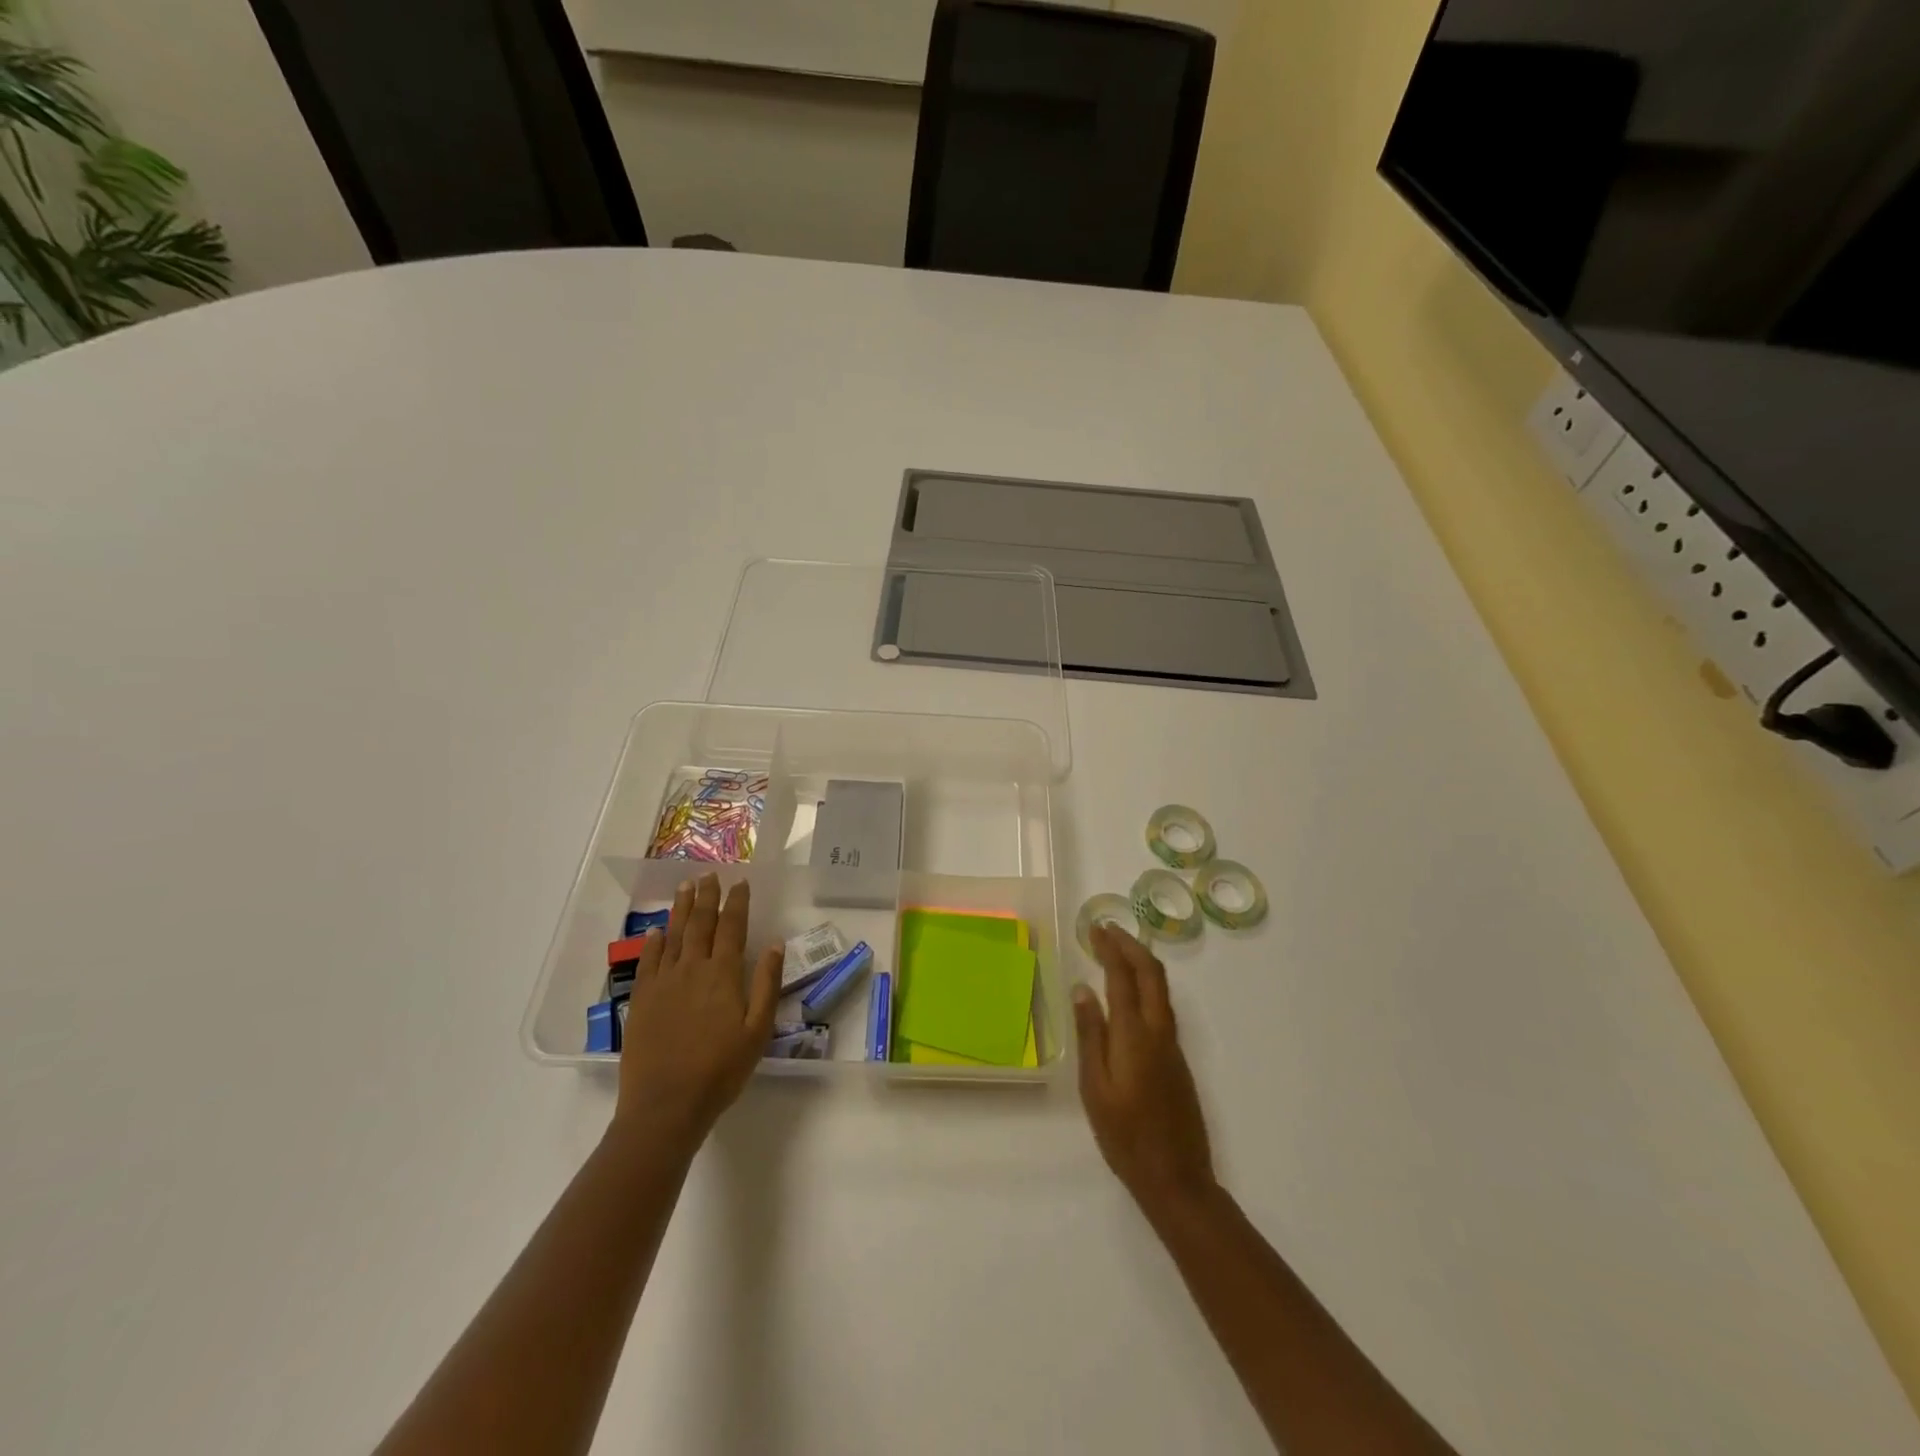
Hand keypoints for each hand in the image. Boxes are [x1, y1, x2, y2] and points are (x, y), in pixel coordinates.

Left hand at [614, 874, 782, 1152]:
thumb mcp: (757, 1031)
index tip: (740, 882)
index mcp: (723, 975)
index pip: (732, 927)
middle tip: (709, 874)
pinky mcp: (641, 1000)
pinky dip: (654, 942)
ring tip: (685, 887)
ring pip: (673, 935)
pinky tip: (657, 931)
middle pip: (700, 923)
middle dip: (707, 896)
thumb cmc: (720, 1070)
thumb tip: (774, 944)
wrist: (665, 1105)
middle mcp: (692, 969)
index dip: (737, 903)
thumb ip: (766, 984)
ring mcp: (663, 983)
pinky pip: (648, 961)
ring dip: (681, 909)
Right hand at [1074, 924, 1216, 1217]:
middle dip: (1131, 945)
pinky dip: (1146, 985)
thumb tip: (1082, 988)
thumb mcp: (1095, 1087)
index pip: (1123, 976)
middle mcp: (1159, 1031)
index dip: (1110, 948)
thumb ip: (1090, 1035)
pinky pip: (1162, 1006)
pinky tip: (1130, 993)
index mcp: (1135, 1035)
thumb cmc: (1126, 1136)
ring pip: (1161, 988)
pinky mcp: (1177, 1059)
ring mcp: (1172, 1045)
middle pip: (1152, 973)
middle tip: (1107, 930)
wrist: (1177, 1178)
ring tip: (1117, 952)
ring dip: (1141, 962)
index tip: (1096, 928)